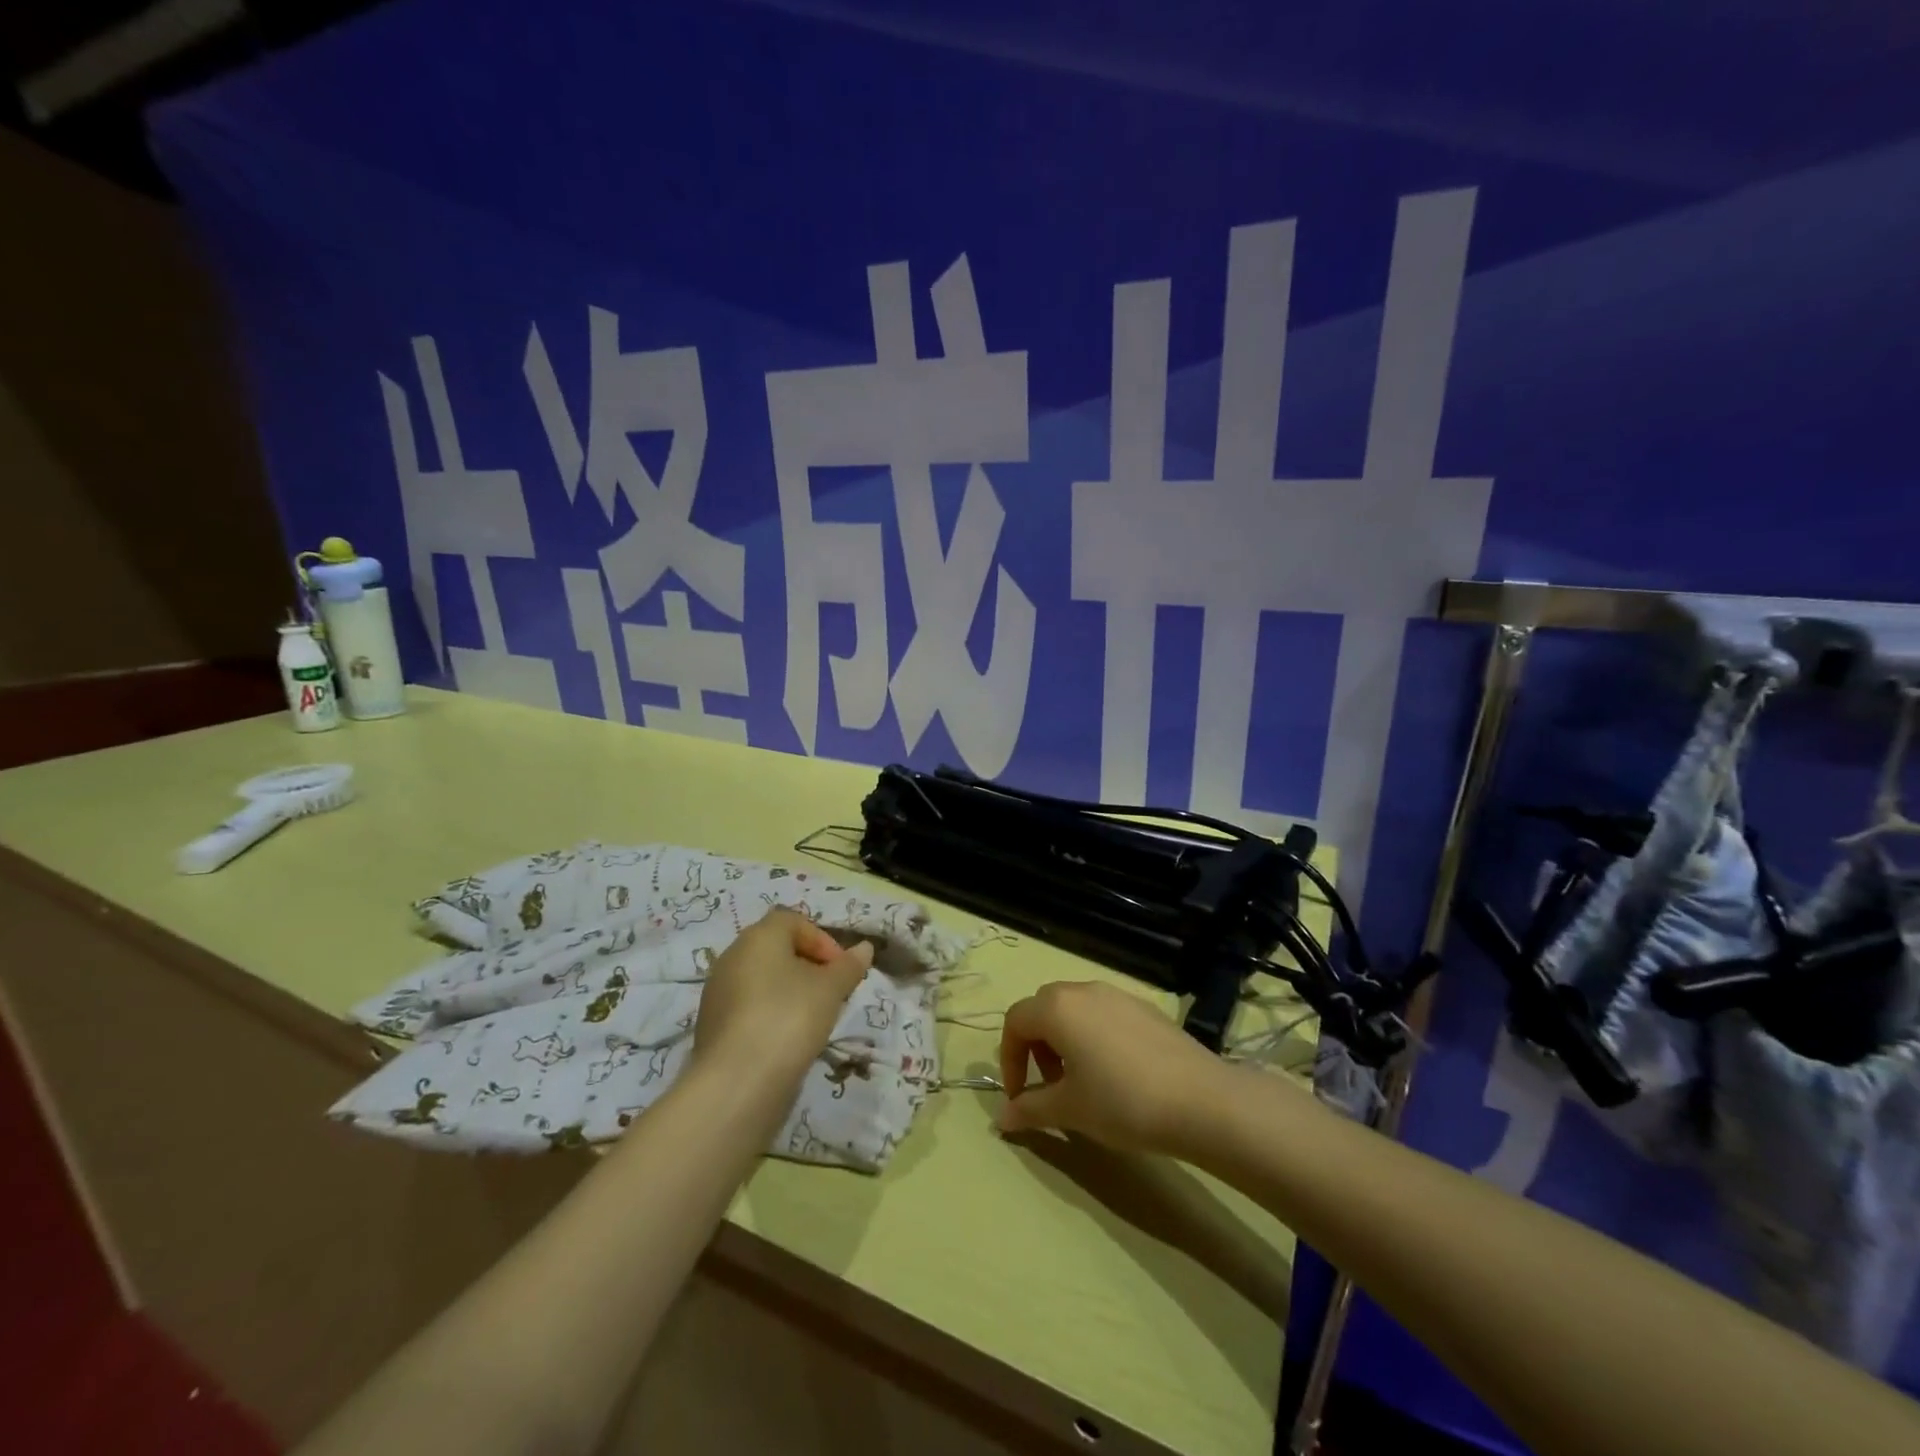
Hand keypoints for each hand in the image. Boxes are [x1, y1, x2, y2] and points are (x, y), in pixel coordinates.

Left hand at [692, 910, 872, 1085]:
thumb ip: (848, 966)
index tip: (841, 969)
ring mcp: (717, 992)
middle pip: (776, 950)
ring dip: (790, 992)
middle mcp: (732, 956)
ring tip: (813, 1019)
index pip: (793, 921)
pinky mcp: (712, 1025)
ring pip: (762, 980)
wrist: (737, 1083)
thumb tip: (865, 948)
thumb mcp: (830, 990)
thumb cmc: (789, 1018)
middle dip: (808, 966)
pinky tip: (787, 1040)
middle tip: (831, 993)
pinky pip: (749, 1007)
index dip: (822, 940)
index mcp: (758, 937)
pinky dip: (770, 1014)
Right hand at [996, 980, 1227, 1154]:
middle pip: (1044, 1008)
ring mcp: (1117, 994)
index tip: (1020, 1096)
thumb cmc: (1122, 1102)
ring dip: (1065, 1039)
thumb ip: (1030, 1109)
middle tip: (1050, 1085)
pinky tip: (1117, 1073)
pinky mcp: (1145, 1007)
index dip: (1009, 1059)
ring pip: (1075, 1009)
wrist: (1201, 1100)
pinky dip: (1094, 1035)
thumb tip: (1001, 1118)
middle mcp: (1083, 990)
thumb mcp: (1070, 1110)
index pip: (1015, 1022)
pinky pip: (1104, 1014)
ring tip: (1082, 1081)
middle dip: (1036, 1045)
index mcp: (1057, 1008)